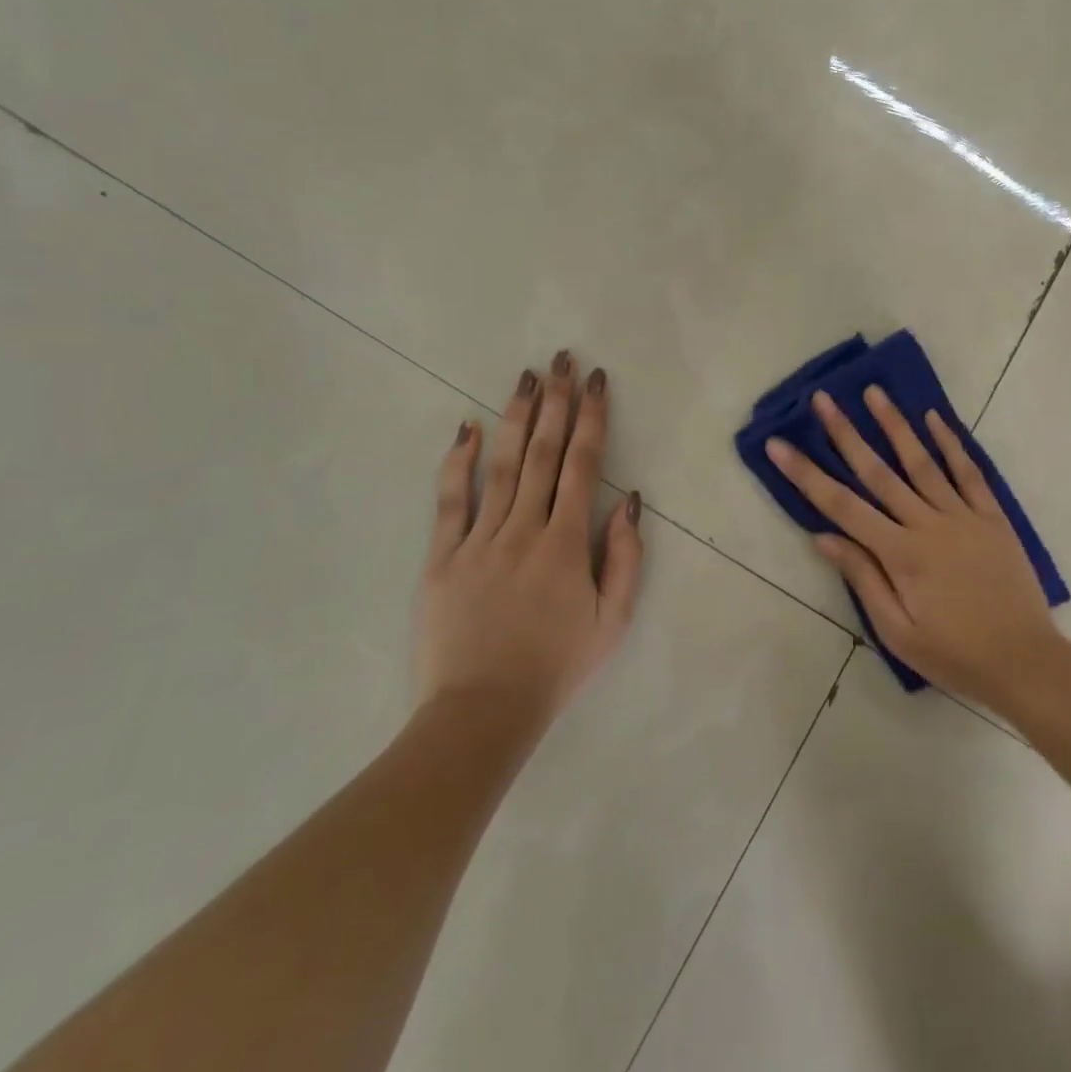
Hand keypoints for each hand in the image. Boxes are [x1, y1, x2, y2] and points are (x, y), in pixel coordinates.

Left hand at [417, 352, 643, 725]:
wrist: (483, 711)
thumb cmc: (557, 666)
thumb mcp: (613, 619)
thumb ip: (624, 557)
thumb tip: (628, 500)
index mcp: (567, 543)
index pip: (584, 465)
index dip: (592, 419)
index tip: (597, 382)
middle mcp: (524, 529)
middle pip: (543, 453)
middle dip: (557, 403)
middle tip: (562, 360)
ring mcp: (479, 540)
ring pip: (501, 466)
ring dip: (516, 418)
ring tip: (527, 379)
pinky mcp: (442, 557)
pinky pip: (449, 501)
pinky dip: (457, 462)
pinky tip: (465, 428)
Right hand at [766, 388, 1062, 715]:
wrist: (1026, 662)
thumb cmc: (954, 654)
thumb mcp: (898, 632)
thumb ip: (863, 579)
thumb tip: (824, 537)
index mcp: (900, 554)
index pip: (841, 506)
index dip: (806, 474)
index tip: (779, 446)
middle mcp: (928, 524)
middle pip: (878, 472)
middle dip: (846, 433)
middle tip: (822, 398)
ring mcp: (963, 515)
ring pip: (922, 462)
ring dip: (895, 425)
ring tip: (874, 392)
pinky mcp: (992, 516)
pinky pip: (968, 472)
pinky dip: (950, 443)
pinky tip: (934, 418)